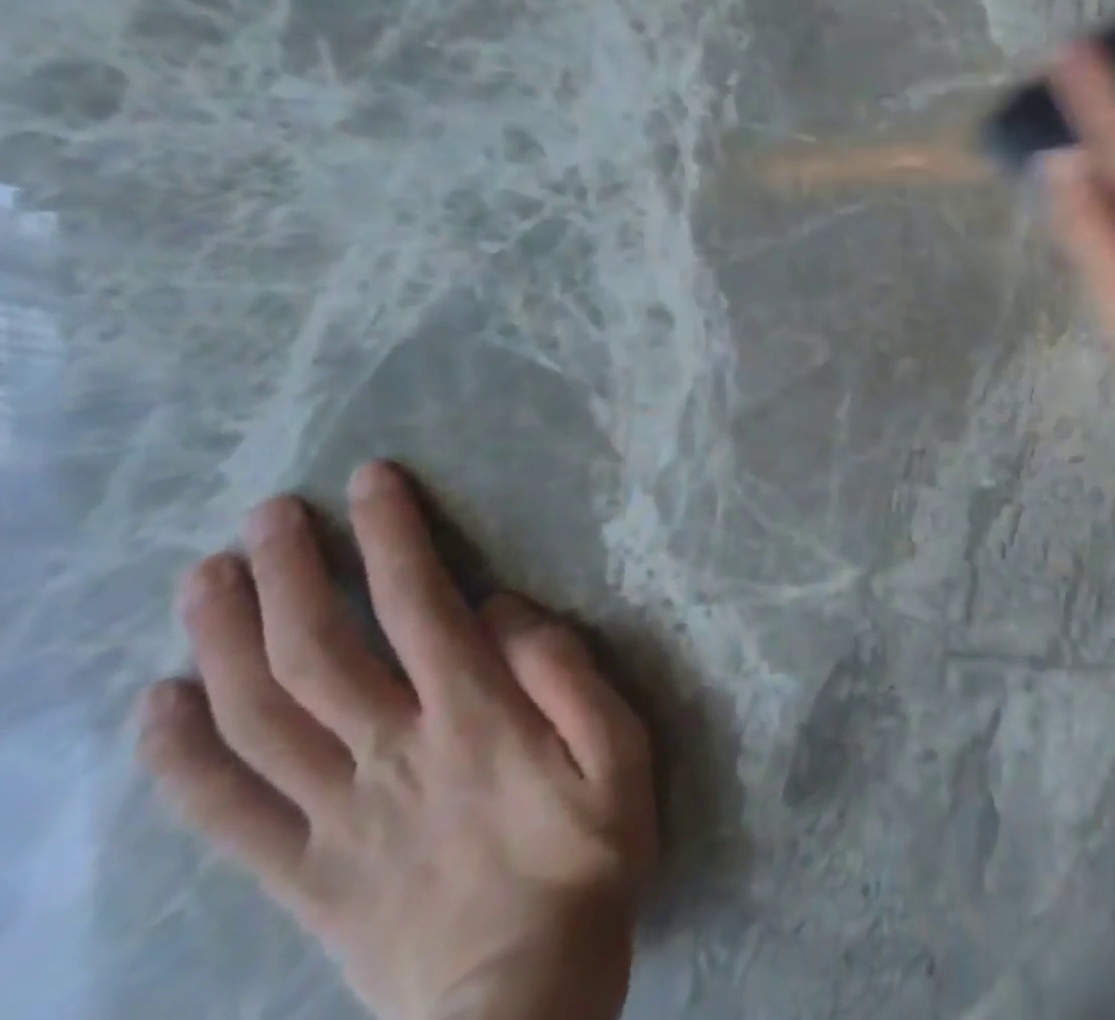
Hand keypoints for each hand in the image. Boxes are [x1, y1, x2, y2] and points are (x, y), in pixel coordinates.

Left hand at [137, 462, 657, 1019]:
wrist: (522, 1005)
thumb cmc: (590, 859)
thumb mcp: (623, 755)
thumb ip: (572, 676)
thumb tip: (508, 610)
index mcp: (476, 720)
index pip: (420, 606)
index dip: (393, 536)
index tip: (371, 482)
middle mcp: (392, 755)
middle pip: (319, 652)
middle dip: (290, 572)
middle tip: (266, 515)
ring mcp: (334, 819)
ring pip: (256, 719)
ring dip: (223, 640)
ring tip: (205, 576)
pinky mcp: (301, 877)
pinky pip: (221, 815)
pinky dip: (178, 757)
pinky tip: (156, 704)